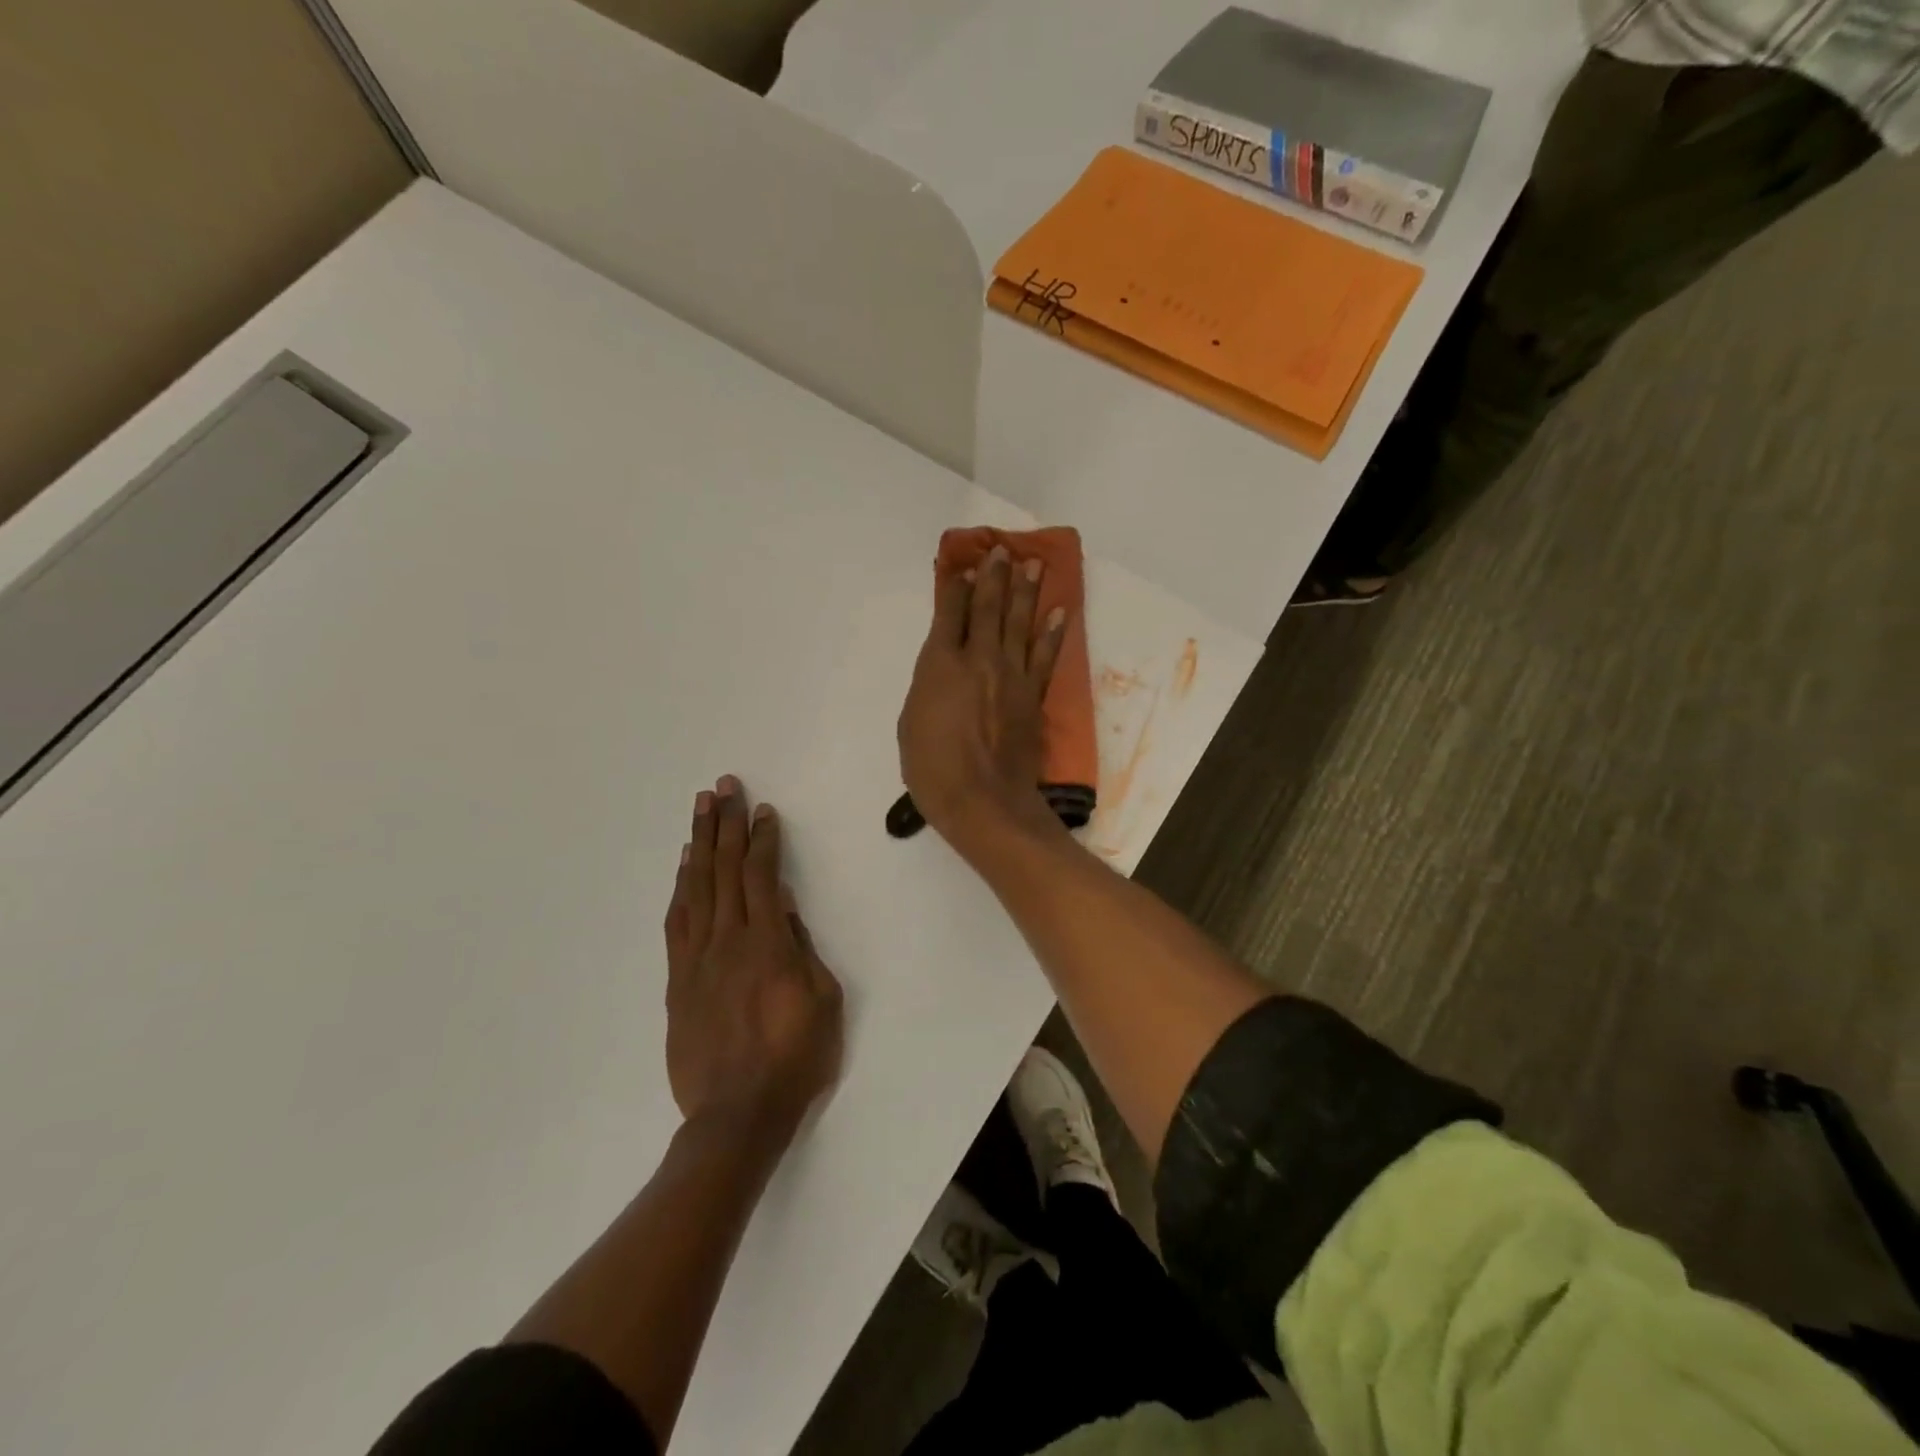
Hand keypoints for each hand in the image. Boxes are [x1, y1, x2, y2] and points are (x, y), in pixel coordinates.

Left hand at [664, 776, 843, 1142]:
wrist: (736, 1116)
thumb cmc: (794, 1059)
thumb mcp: (823, 1002)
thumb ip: (801, 949)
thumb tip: (783, 908)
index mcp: (768, 945)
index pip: (762, 877)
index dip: (763, 840)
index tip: (764, 811)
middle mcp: (727, 941)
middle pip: (724, 870)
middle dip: (726, 825)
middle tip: (724, 787)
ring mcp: (697, 960)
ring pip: (695, 888)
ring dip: (698, 845)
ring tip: (700, 810)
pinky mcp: (678, 980)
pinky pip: (677, 922)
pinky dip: (680, 888)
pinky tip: (684, 867)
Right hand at [897, 544, 1068, 850]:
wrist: (984, 800)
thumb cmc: (933, 768)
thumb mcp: (910, 724)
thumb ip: (928, 688)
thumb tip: (942, 671)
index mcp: (940, 664)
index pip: (948, 613)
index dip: (955, 586)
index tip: (962, 565)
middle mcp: (978, 659)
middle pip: (988, 609)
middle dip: (994, 577)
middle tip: (1002, 550)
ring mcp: (1011, 675)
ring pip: (1019, 624)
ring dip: (1026, 592)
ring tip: (1033, 565)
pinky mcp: (1033, 695)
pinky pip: (1045, 657)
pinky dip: (1053, 633)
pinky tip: (1059, 612)